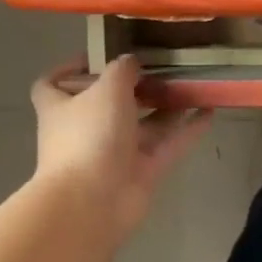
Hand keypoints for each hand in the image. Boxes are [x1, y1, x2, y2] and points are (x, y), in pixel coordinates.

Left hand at [31, 57, 211, 238]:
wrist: (93, 202)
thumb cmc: (89, 136)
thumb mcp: (106, 89)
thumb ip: (122, 70)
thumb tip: (131, 61)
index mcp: (61, 107)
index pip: (52, 85)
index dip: (70, 70)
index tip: (98, 58)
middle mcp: (86, 129)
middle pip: (110, 103)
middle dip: (136, 86)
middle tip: (164, 67)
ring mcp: (115, 152)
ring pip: (144, 123)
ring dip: (166, 105)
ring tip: (192, 84)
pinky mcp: (142, 171)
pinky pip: (168, 144)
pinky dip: (187, 129)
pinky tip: (209, 110)